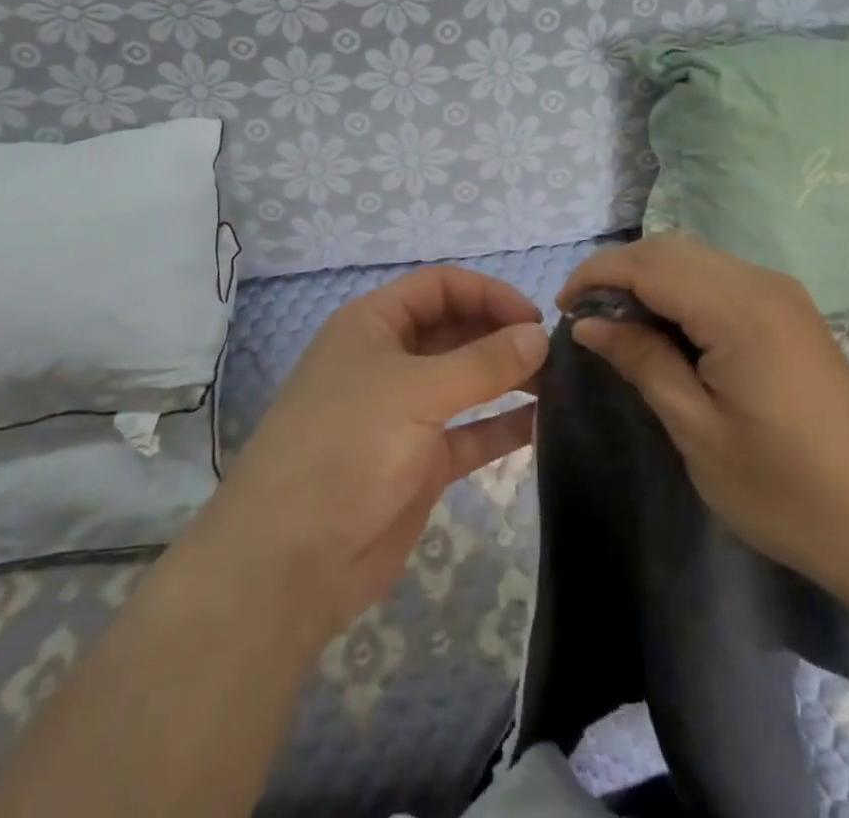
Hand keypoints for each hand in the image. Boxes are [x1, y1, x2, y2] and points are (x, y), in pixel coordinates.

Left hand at [195, 268, 549, 646]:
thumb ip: (483, 363)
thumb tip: (540, 335)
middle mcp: (390, 360)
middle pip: (456, 330)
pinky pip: (471, 433)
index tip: (535, 319)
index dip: (488, 293)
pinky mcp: (420, 463)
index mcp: (374, 325)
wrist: (288, 561)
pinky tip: (543, 425)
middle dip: (502, 335)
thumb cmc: (346, 447)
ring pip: (466, 381)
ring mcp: (405, 413)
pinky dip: (502, 427)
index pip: (440, 287)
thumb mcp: (415, 392)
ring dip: (508, 378)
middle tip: (557, 354)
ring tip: (560, 384)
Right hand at [559, 234, 848, 610]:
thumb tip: (589, 323)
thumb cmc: (785, 490)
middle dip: (619, 272)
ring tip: (619, 326)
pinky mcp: (790, 312)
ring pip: (695, 258)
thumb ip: (642, 361)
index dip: (597, 276)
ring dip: (649, 278)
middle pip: (671, 249)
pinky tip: (668, 330)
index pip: (649, 264)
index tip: (561, 308)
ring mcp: (781, 294)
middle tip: (586, 319)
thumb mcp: (698, 430)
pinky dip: (681, 290)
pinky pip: (720, 278)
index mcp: (739, 310)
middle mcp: (761, 284)